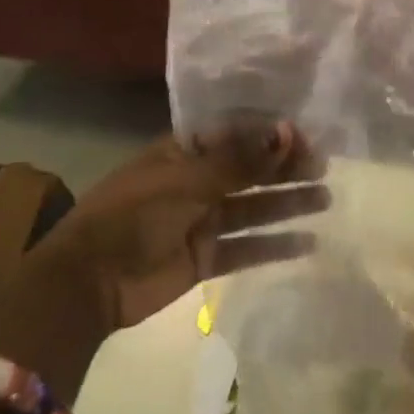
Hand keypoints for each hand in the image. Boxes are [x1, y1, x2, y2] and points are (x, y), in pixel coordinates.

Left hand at [27, 121, 328, 331]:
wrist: (89, 281)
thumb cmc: (132, 215)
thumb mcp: (185, 180)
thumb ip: (239, 161)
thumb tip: (287, 132)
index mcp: (184, 153)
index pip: (236, 135)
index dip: (270, 135)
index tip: (305, 138)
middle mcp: (197, 182)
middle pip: (250, 171)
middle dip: (285, 168)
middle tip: (323, 168)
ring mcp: (203, 221)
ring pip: (254, 208)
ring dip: (287, 202)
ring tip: (325, 198)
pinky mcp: (207, 258)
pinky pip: (248, 247)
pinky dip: (275, 245)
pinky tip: (308, 242)